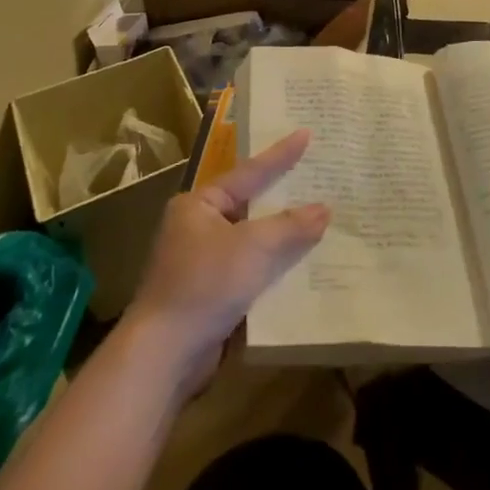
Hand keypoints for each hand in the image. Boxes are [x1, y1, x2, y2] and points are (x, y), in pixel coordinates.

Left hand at [124, 129, 328, 388]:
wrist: (165, 355)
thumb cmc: (205, 284)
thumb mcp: (254, 247)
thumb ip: (291, 225)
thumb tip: (324, 209)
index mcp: (199, 204)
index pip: (248, 173)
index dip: (280, 155)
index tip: (306, 133)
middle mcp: (198, 227)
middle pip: (251, 205)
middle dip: (285, 197)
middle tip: (318, 175)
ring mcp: (203, 262)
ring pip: (253, 240)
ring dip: (283, 236)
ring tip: (321, 219)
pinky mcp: (211, 294)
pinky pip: (251, 269)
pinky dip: (274, 267)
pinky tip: (303, 266)